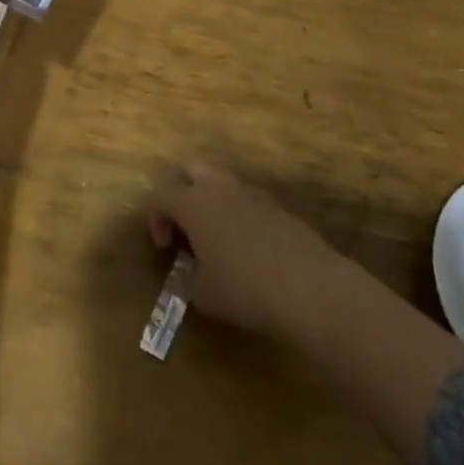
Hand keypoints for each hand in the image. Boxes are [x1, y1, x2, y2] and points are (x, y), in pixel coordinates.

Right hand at [147, 165, 339, 338]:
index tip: (165, 248)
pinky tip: (246, 247)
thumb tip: (190, 275)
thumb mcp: (204, 295)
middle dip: (180, 192)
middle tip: (184, 227)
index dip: (155, 218)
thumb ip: (188, 280)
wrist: (308, 286)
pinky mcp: (275, 204)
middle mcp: (218, 187)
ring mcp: (250, 192)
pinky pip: (245, 199)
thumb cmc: (244, 289)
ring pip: (220, 181)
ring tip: (215, 238)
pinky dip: (237, 214)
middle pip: (189, 169)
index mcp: (193, 203)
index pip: (160, 195)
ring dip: (210, 202)